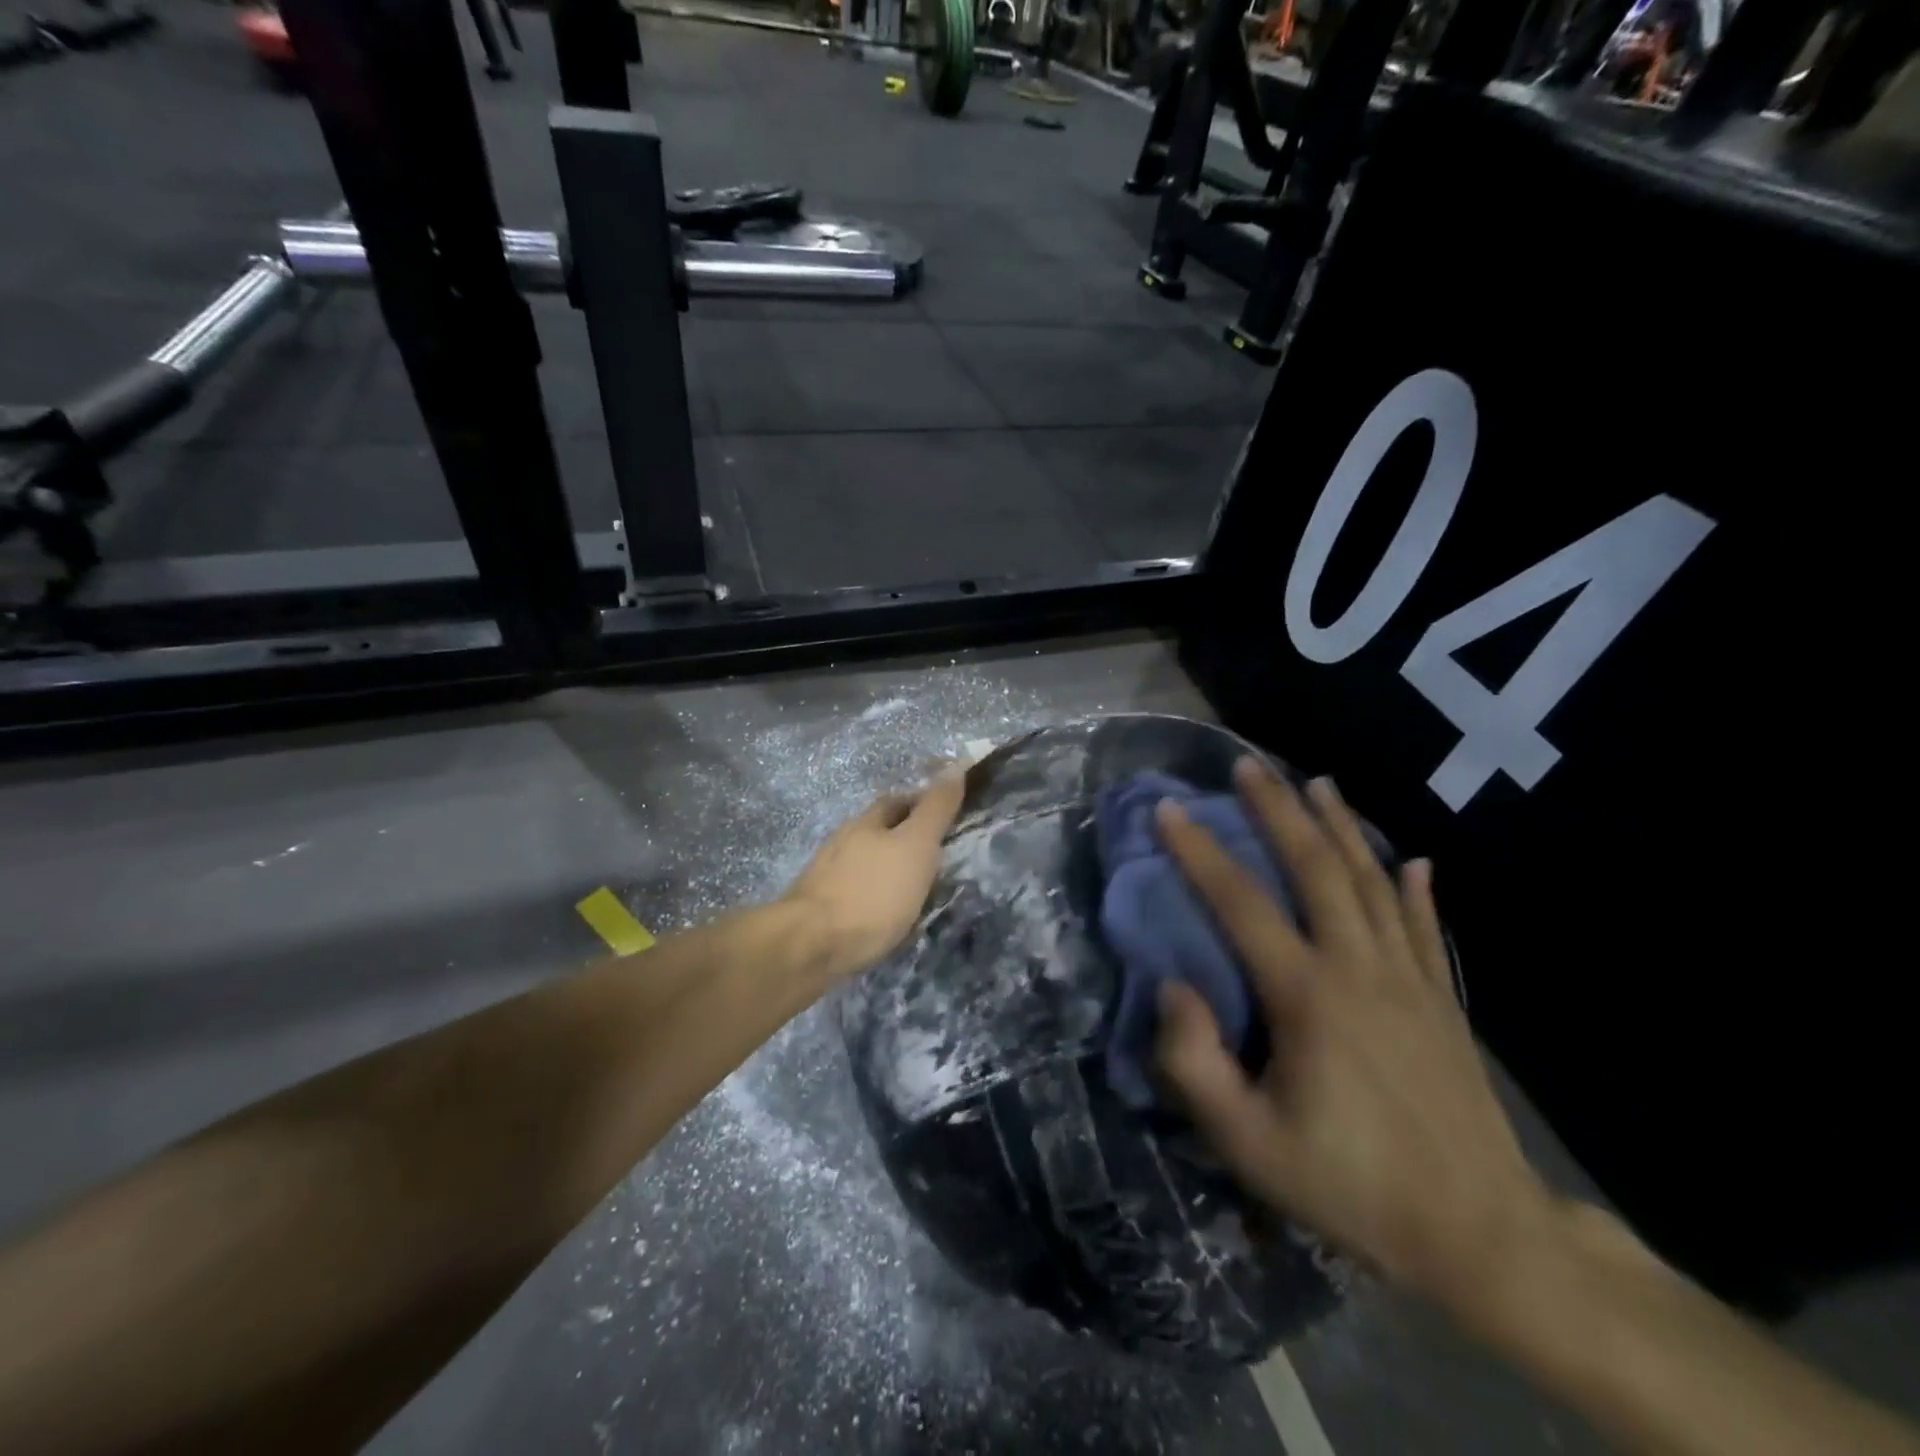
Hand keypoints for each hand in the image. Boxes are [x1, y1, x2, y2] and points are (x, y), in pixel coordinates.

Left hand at [782, 768, 965, 981]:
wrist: (811, 945)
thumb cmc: (873, 892)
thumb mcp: (916, 846)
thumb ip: (935, 809)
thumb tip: (956, 765)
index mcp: (867, 822)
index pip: (898, 801)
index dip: (922, 803)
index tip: (947, 816)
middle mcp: (843, 842)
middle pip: (878, 831)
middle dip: (904, 837)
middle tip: (936, 855)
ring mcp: (826, 876)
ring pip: (865, 863)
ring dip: (888, 869)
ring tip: (914, 889)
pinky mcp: (819, 909)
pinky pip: (855, 894)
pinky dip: (874, 897)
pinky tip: (885, 915)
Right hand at [1153, 760, 1553, 1312]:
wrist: (1482, 1238)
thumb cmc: (1351, 1187)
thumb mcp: (1248, 1144)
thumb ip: (1195, 1064)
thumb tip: (1174, 987)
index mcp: (1308, 997)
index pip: (1241, 905)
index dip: (1199, 853)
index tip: (1168, 810)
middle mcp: (1360, 969)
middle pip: (1317, 870)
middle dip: (1279, 811)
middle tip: (1250, 766)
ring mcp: (1411, 981)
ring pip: (1374, 883)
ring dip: (1343, 828)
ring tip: (1318, 784)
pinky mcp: (1444, 1002)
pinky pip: (1426, 928)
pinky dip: (1416, 889)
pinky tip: (1415, 860)